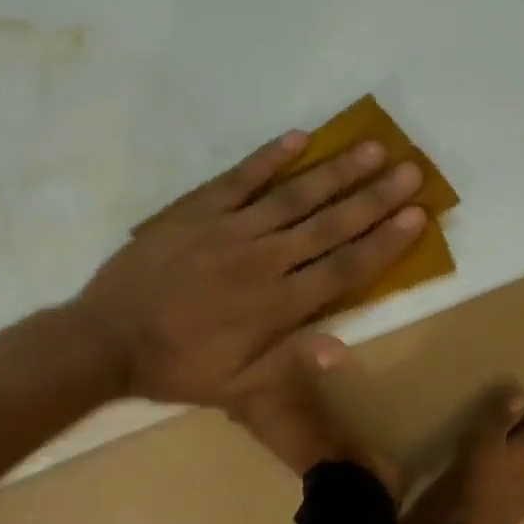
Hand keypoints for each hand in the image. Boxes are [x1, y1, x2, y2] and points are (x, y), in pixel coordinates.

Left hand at [73, 131, 425, 405]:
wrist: (107, 338)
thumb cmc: (177, 365)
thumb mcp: (235, 386)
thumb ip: (289, 363)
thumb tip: (346, 348)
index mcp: (276, 305)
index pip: (342, 268)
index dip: (382, 241)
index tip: (416, 215)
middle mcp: (262, 260)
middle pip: (328, 224)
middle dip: (374, 198)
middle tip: (410, 171)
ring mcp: (229, 229)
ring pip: (293, 196)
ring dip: (335, 171)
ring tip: (371, 147)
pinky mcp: (198, 210)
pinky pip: (240, 178)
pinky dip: (269, 157)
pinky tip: (299, 137)